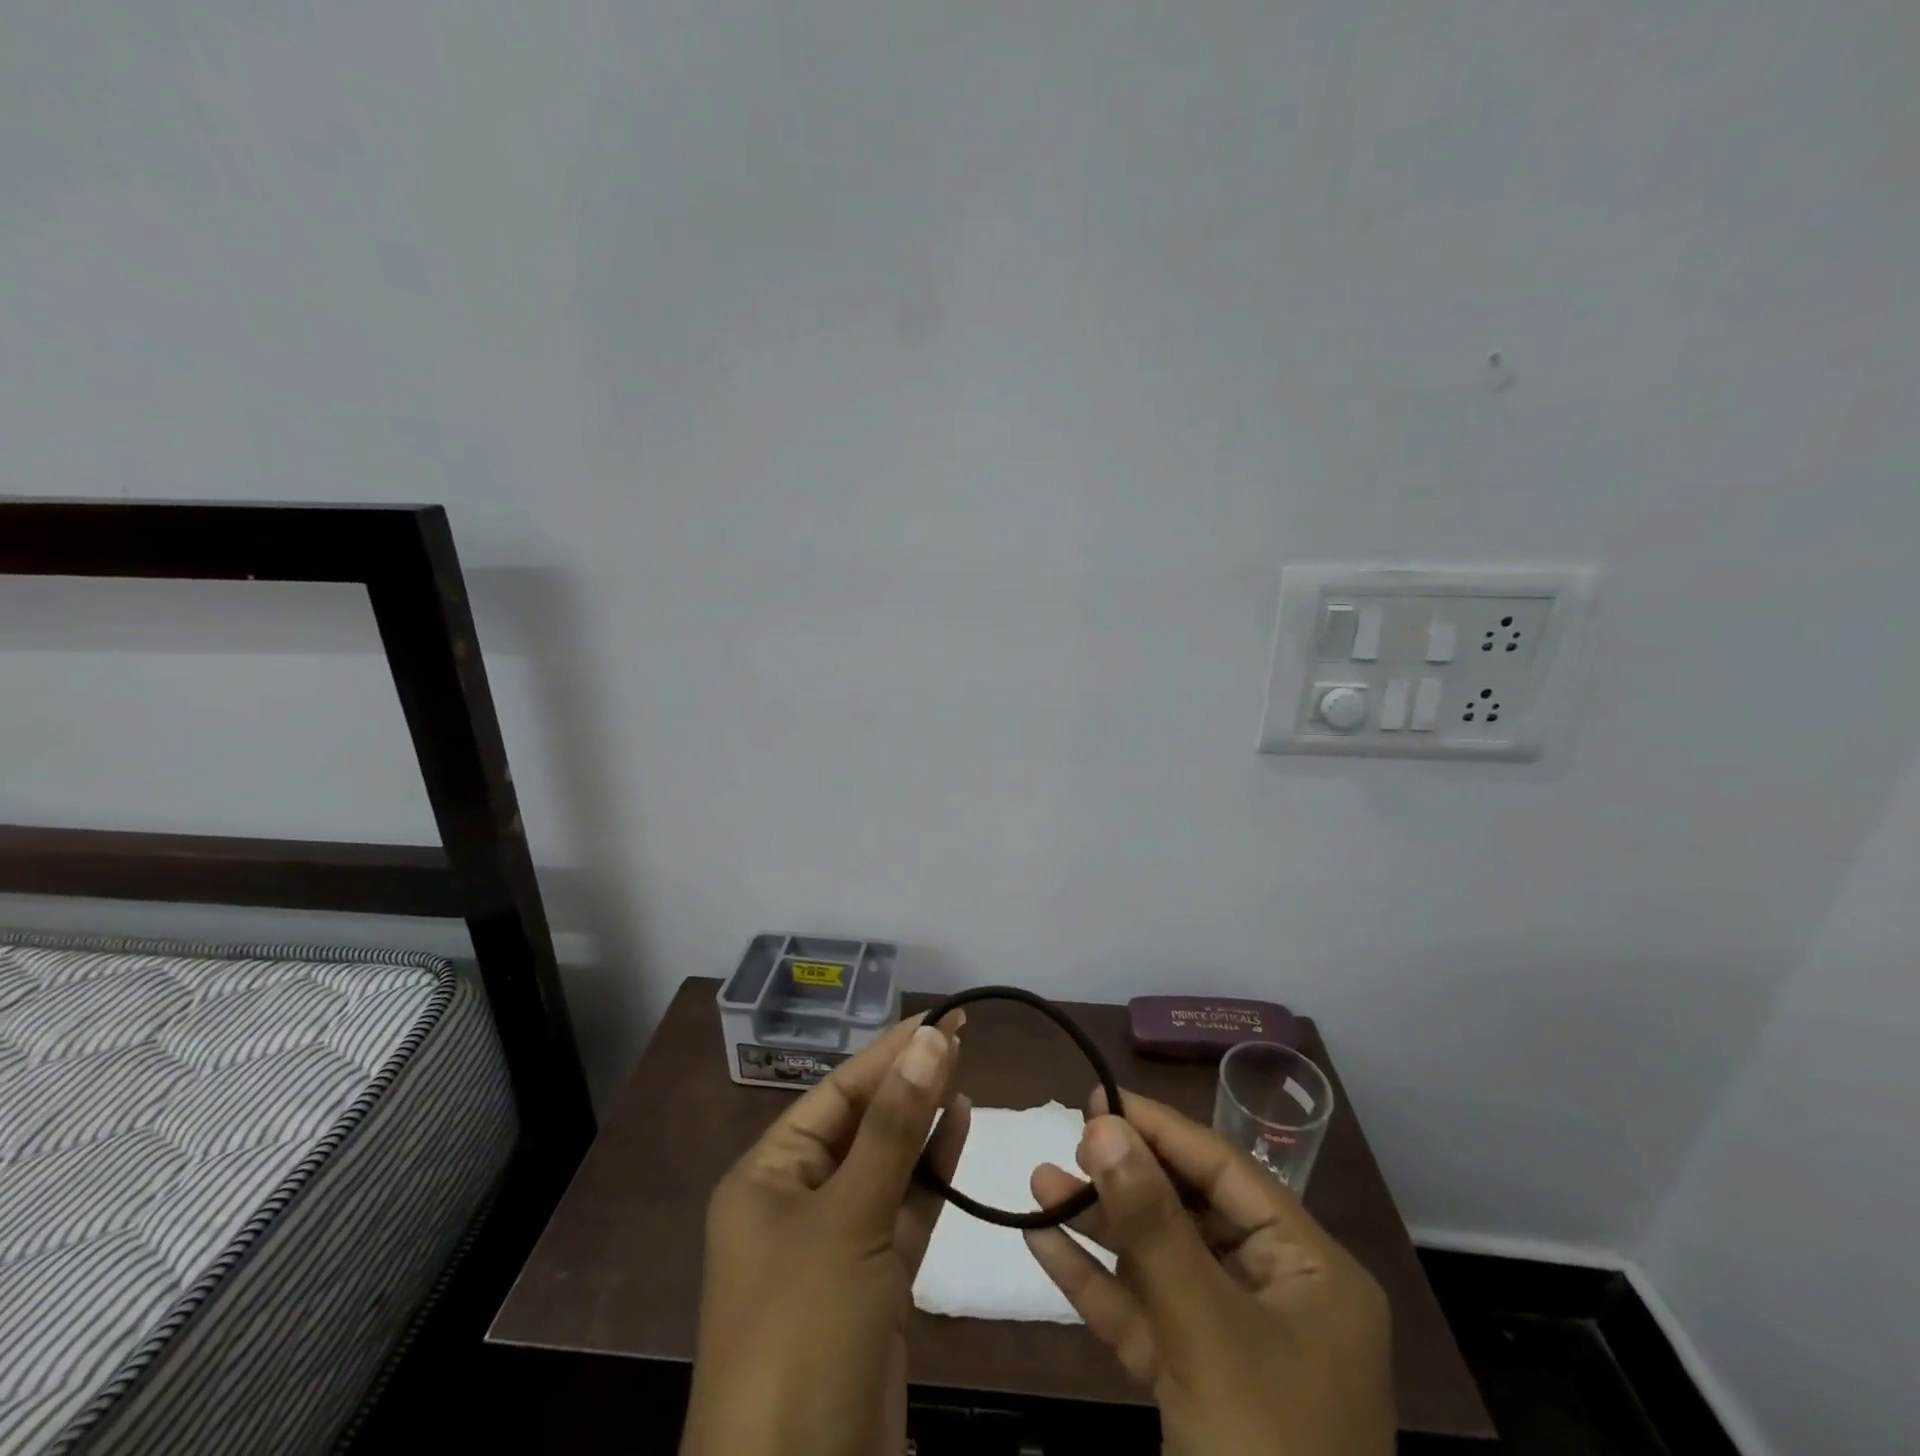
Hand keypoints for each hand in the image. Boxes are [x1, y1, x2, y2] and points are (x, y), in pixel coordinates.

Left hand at [680, 1012, 968, 1455]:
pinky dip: (931, 1173)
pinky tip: (958, 1131)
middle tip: (961, 1035)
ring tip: (964, 1073)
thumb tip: (931, 1039)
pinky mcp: (871, 1285)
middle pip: (861, 1123)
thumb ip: (894, 1128)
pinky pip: (903, 1210)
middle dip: (908, 1081)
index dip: (889, 1052)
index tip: (941, 1018)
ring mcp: (834, 1244)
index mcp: (767, 1175)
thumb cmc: (803, 1330)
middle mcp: (796, 1200)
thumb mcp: (848, 1217)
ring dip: (922, 1121)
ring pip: (886, 1164)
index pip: (836, 1092)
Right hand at [1024, 1090, 1393, 1455]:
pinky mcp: (1198, 1385)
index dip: (1161, 1129)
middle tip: (1066, 1138)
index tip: (1100, 1098)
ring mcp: (1236, 1343)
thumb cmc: (1267, 1453)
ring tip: (1038, 1183)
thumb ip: (1152, 1224)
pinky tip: (1044, 1246)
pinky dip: (1098, 1286)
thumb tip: (1104, 1125)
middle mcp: (1278, 1295)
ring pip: (1161, 1263)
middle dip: (1124, 1179)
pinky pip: (1146, 1316)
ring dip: (1100, 1227)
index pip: (1226, 1171)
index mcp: (1310, 1270)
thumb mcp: (1207, 1329)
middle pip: (1191, 1213)